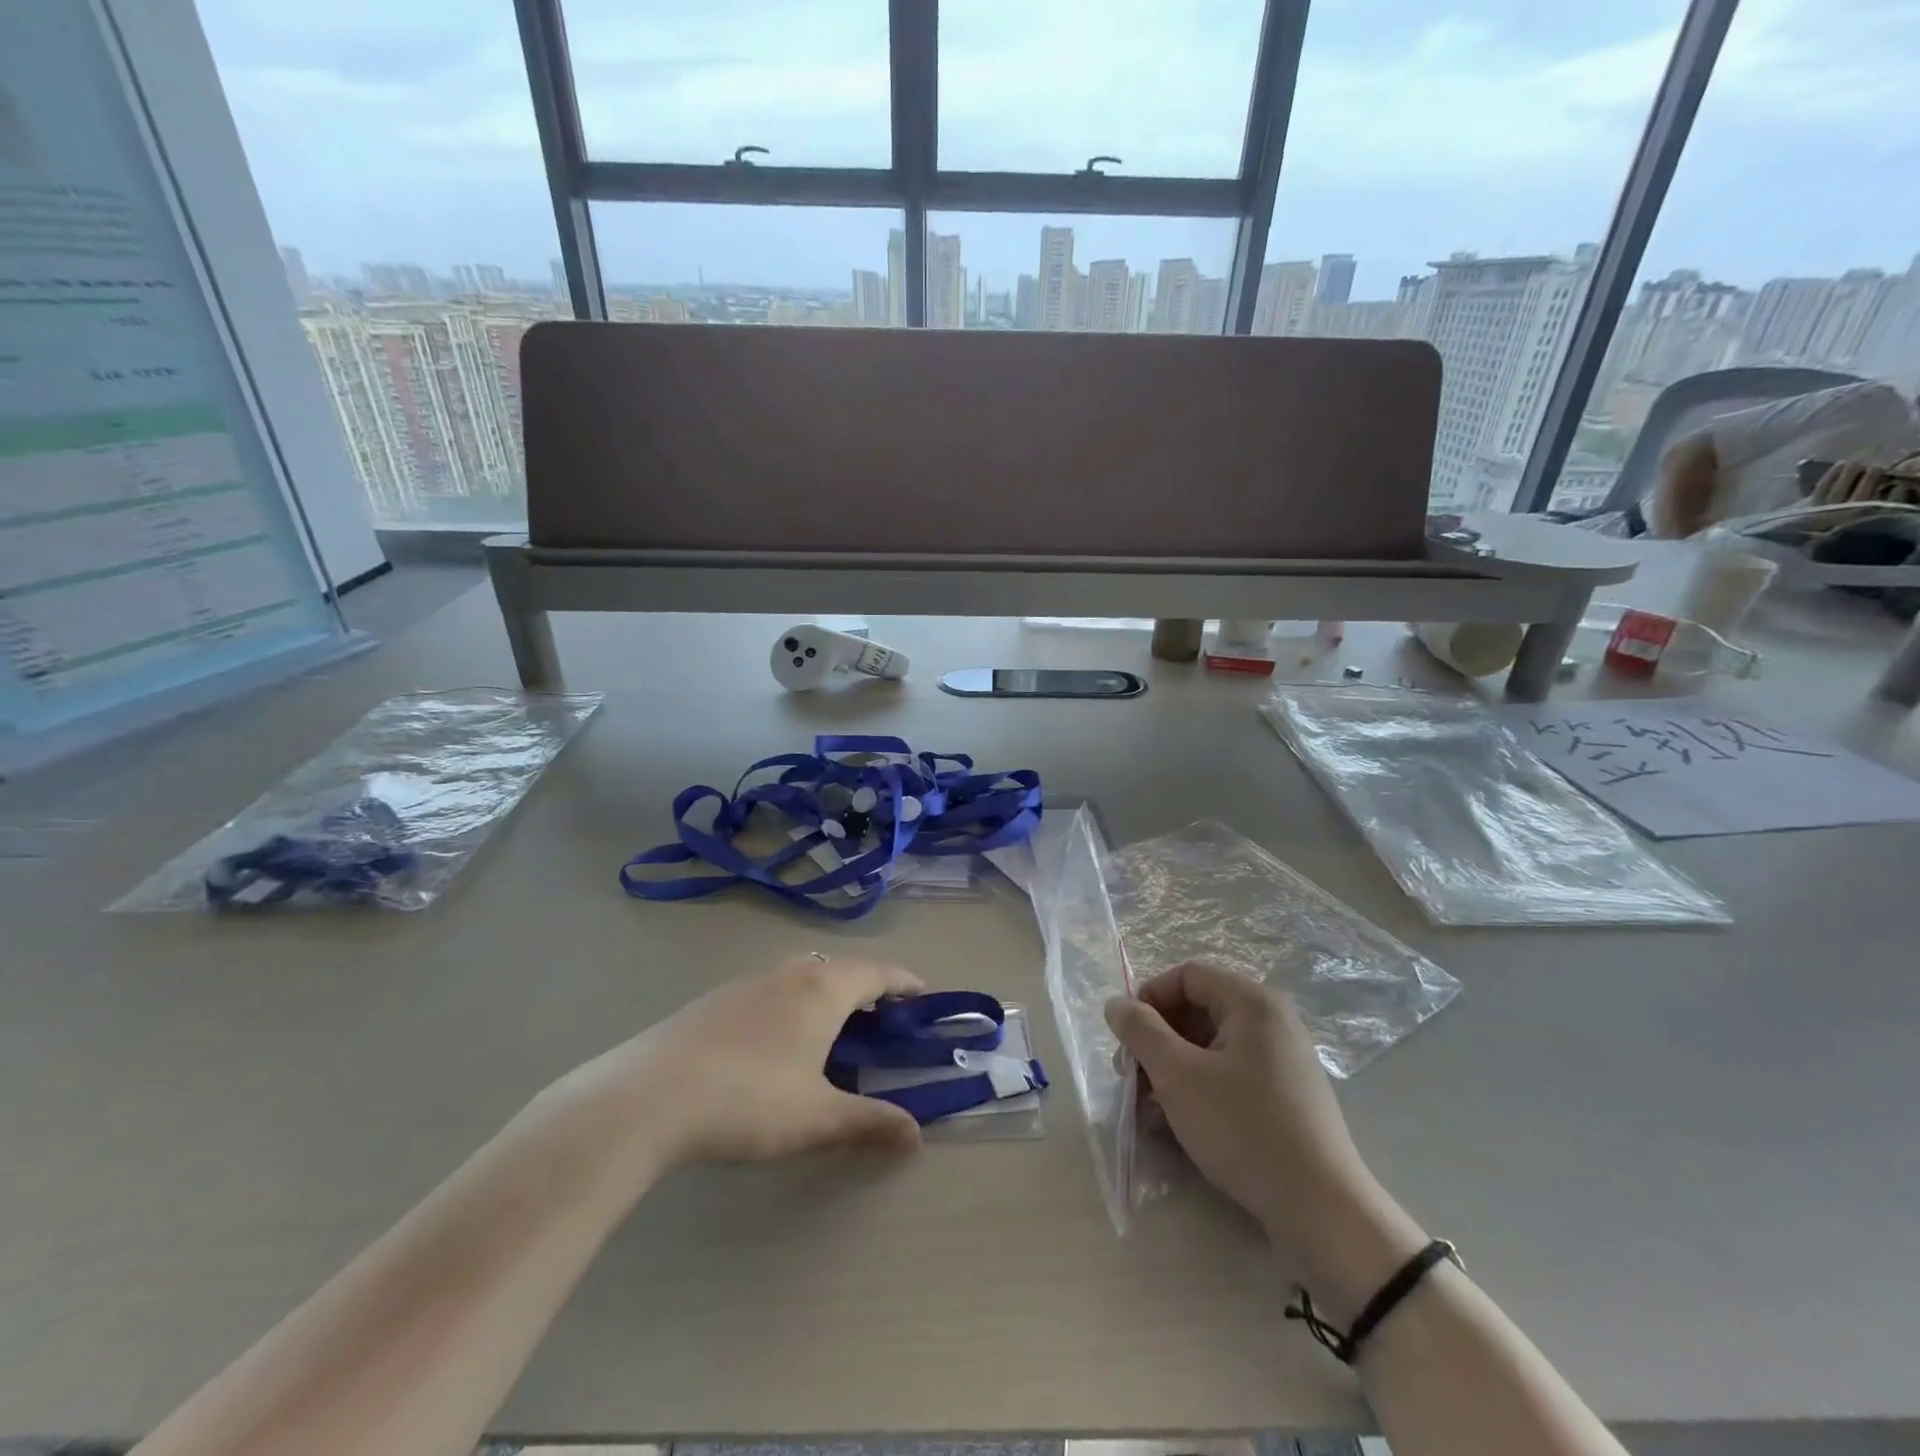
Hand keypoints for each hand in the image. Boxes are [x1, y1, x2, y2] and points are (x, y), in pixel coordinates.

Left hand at [561, 953, 925, 1167]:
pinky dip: (794, 1000)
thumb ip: (869, 1122)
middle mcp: (790, 973)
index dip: (904, 981)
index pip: (877, 972)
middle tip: (884, 1015)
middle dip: (868, 985)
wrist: (649, 1096)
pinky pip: (773, 987)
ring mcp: (749, 981)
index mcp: (823, 989)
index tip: (923, 992)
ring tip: (835, 1024)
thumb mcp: (816, 1118)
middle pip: (841, 967)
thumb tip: (916, 1134)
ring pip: (803, 973)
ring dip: (829, 990)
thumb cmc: (749, 1100)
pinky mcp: (716, 999)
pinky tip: (779, 1038)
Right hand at [1105, 962, 1426, 1316]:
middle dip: (1156, 1041)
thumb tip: (1116, 1004)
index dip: (1148, 999)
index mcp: (1252, 1002)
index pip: (1187, 976)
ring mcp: (1281, 1061)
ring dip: (1171, 1071)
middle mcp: (1271, 1022)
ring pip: (1209, 1048)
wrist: (1321, 1212)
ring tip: (1147, 1110)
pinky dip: (1197, 1090)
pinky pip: (1228, 1076)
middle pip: (1197, 1011)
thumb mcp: (1178, 1076)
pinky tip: (1175, 1125)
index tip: (1125, 1039)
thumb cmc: (1243, 1128)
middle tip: (1129, 1077)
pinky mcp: (1284, 1098)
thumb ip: (1141, 1031)